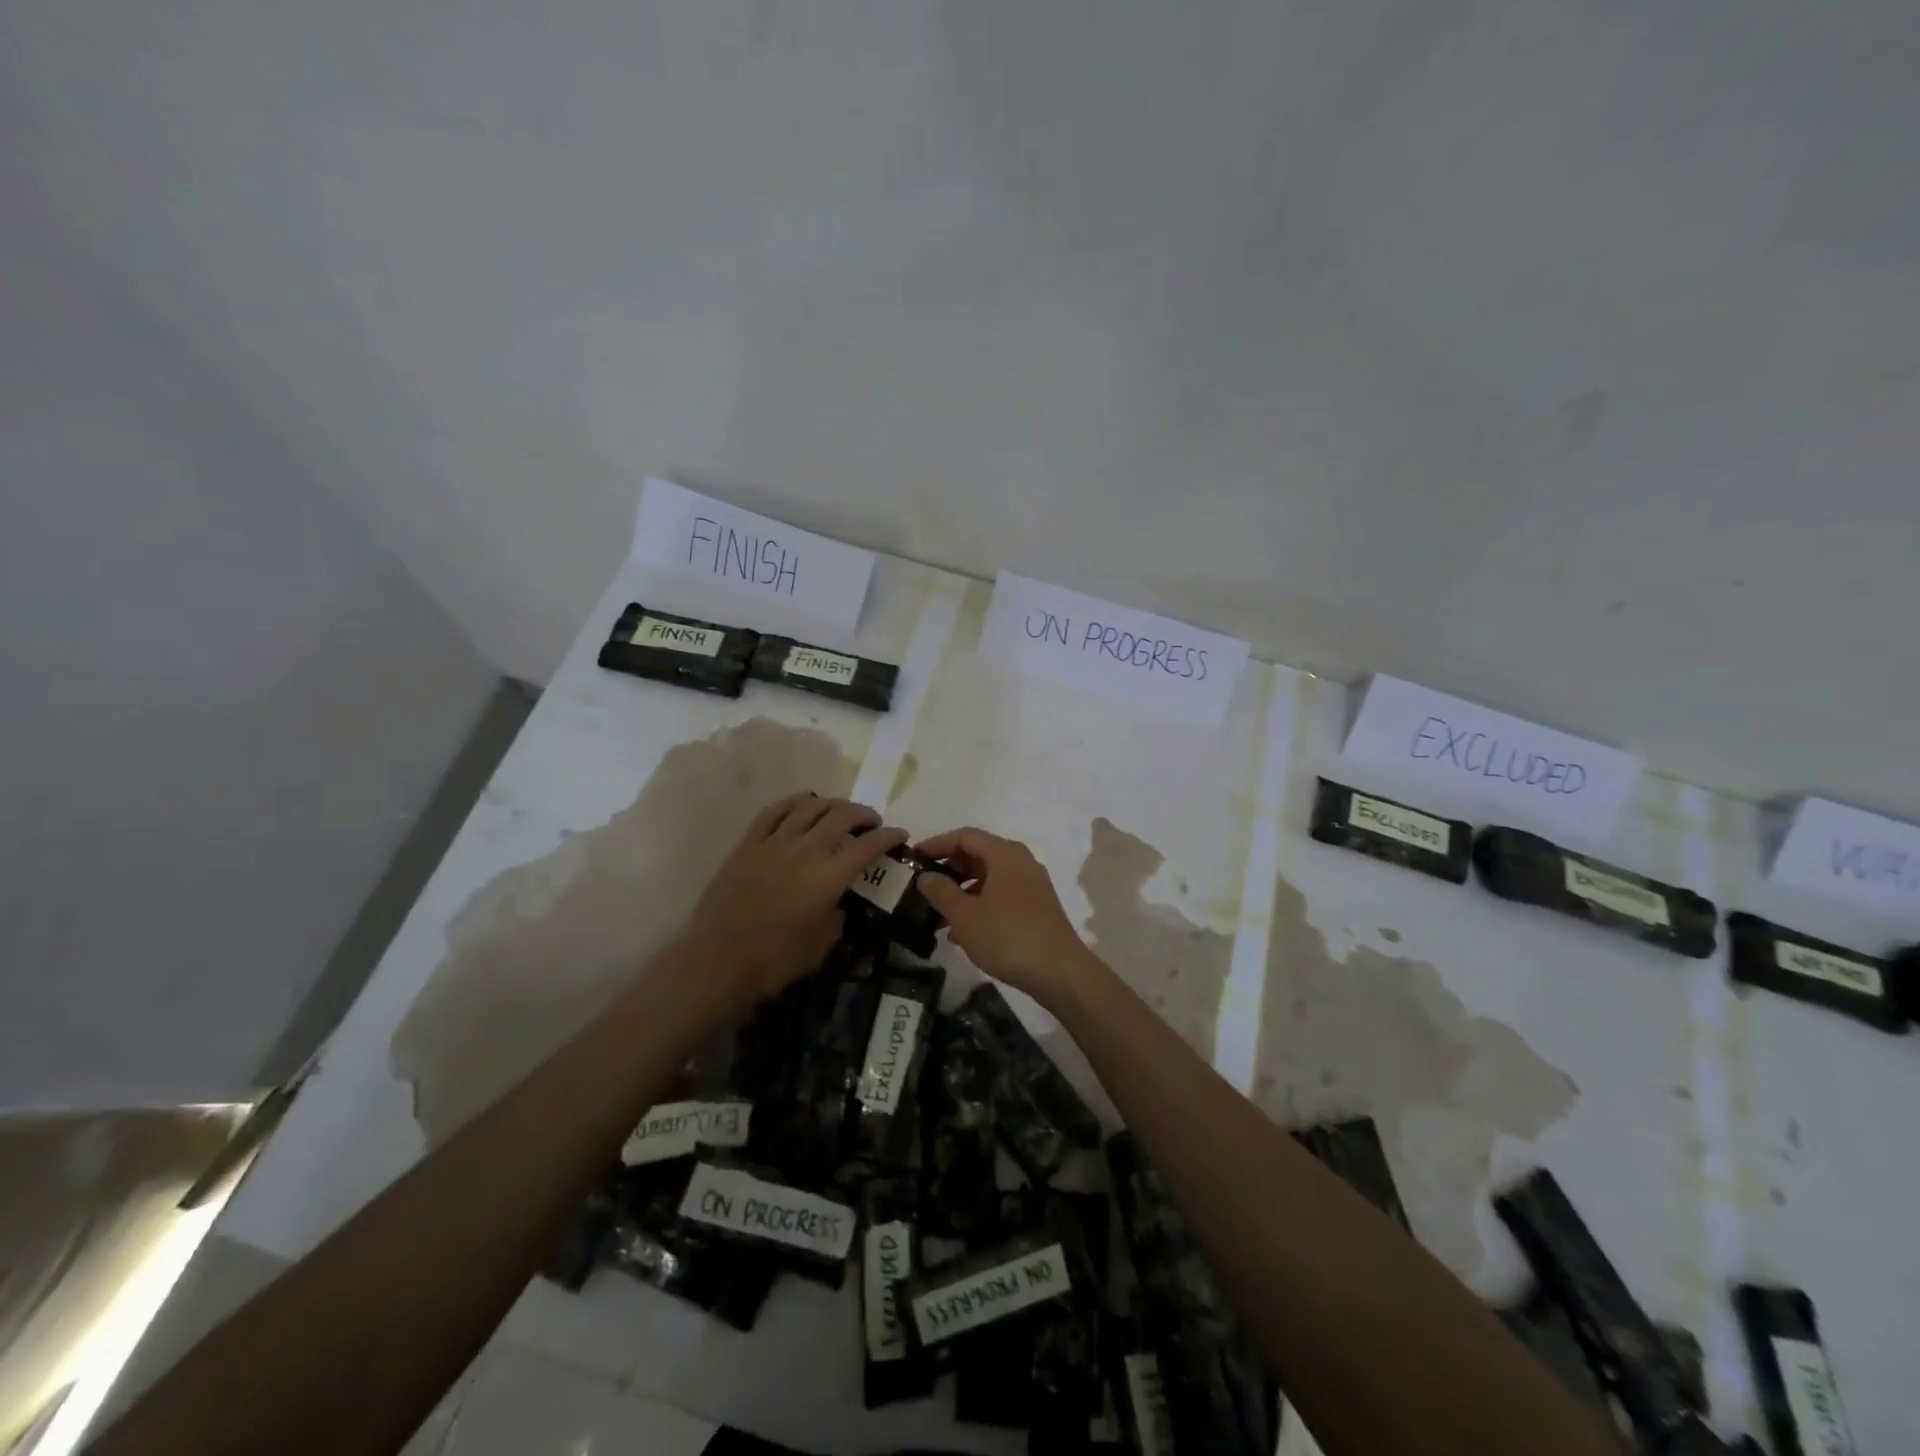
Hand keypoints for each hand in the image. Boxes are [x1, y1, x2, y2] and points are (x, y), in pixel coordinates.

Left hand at [679, 794, 906, 1009]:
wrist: (717, 962)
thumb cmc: (775, 961)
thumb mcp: (823, 944)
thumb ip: (839, 915)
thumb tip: (842, 900)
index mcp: (828, 877)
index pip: (868, 845)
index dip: (889, 836)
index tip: (900, 835)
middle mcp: (805, 850)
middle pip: (842, 815)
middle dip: (864, 814)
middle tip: (871, 823)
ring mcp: (773, 843)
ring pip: (810, 806)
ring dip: (832, 804)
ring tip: (840, 811)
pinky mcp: (748, 844)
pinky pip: (774, 812)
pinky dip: (794, 803)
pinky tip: (803, 805)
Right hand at [915, 827, 1094, 1008]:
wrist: (1059, 972)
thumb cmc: (1007, 937)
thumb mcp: (965, 916)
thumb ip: (941, 891)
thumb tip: (925, 876)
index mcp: (1004, 854)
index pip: (965, 836)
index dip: (937, 844)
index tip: (913, 858)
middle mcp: (1021, 861)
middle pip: (978, 854)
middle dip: (949, 869)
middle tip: (924, 885)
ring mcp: (1031, 884)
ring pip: (989, 877)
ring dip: (962, 891)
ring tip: (937, 913)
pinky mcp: (1036, 905)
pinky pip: (1001, 894)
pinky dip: (979, 903)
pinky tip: (962, 931)